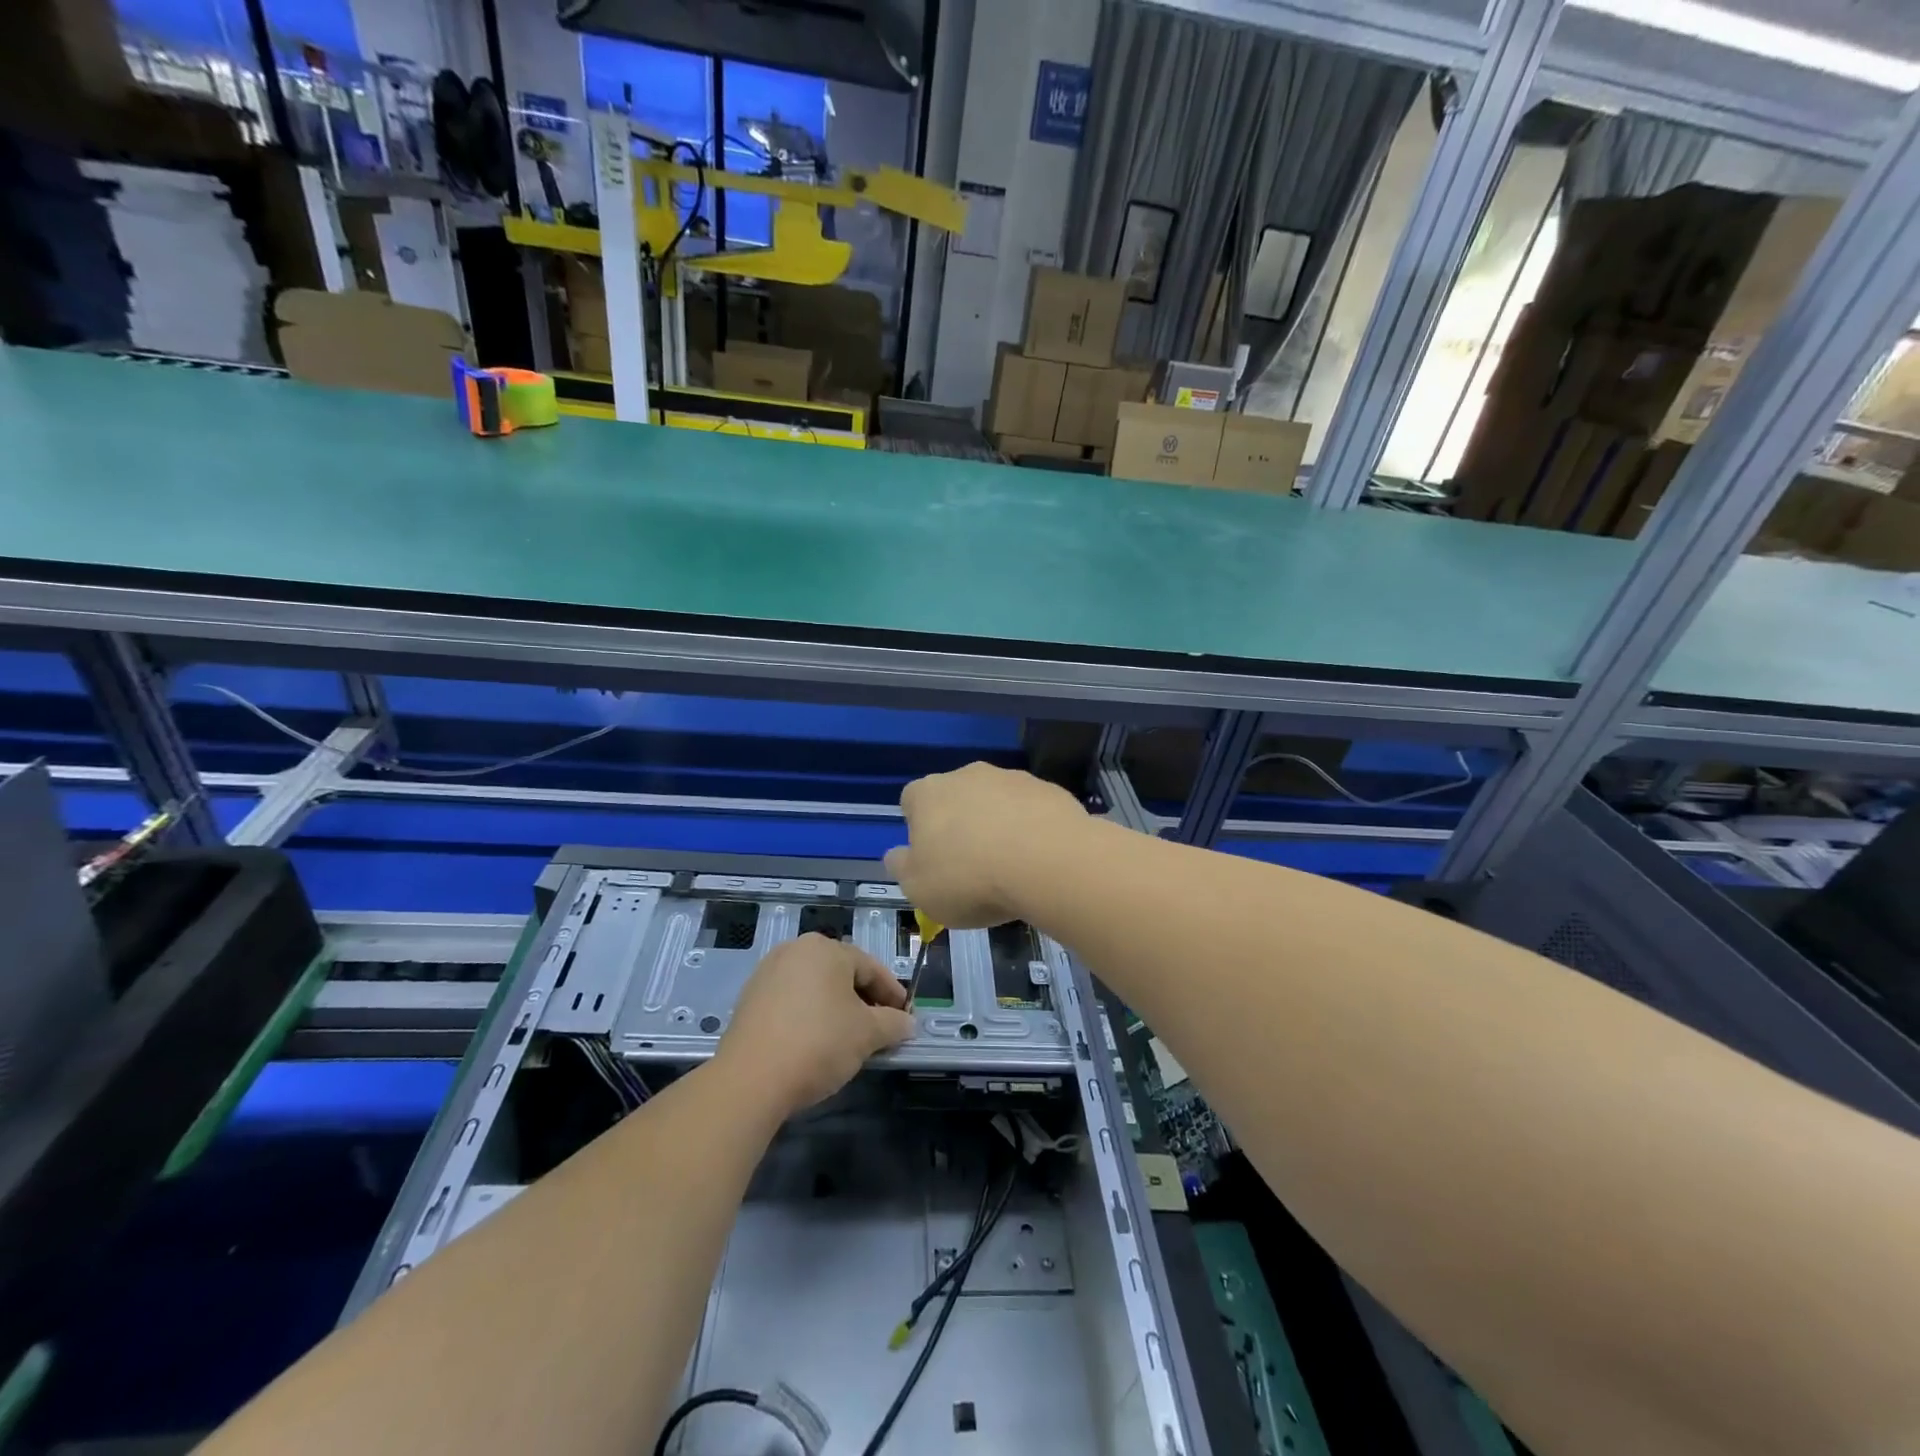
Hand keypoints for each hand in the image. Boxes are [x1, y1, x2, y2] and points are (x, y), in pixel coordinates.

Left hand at [717, 933, 914, 1116]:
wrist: (750, 1079)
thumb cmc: (818, 1043)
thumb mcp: (867, 1034)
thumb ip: (893, 1024)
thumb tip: (907, 1023)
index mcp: (826, 948)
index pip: (871, 967)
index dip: (893, 993)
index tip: (905, 1017)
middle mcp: (796, 950)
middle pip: (842, 974)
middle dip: (864, 1000)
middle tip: (881, 1028)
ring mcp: (768, 973)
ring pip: (816, 987)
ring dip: (837, 1009)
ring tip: (850, 1039)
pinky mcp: (750, 999)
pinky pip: (792, 1001)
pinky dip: (810, 1016)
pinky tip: (816, 1042)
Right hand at [884, 762, 1087, 927]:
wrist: (1048, 863)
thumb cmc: (970, 878)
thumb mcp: (919, 889)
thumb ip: (903, 868)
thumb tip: (897, 854)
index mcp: (928, 794)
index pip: (911, 800)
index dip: (918, 828)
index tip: (931, 857)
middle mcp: (968, 775)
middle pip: (956, 797)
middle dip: (960, 824)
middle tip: (970, 865)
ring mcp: (1011, 778)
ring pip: (996, 800)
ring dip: (998, 824)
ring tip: (1010, 866)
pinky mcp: (1048, 789)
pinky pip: (1031, 809)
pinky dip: (1031, 828)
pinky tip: (1039, 859)